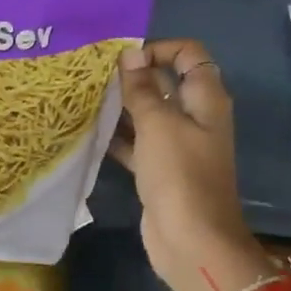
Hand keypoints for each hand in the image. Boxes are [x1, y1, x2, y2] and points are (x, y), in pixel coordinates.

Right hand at [110, 40, 268, 290]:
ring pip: (149, 113)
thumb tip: (130, 54)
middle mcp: (195, 117)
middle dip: (133, 77)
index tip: (125, 60)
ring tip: (86, 100)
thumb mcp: (158, 124)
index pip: (188, 54)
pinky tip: (90, 133)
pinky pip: (138, 143)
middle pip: (165, 82)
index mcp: (205, 99)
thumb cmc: (179, 174)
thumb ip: (142, 88)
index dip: (159, 49)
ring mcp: (178, 145)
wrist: (191, 241)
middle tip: (95, 77)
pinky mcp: (161, 170)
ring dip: (122, 107)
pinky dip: (119, 137)